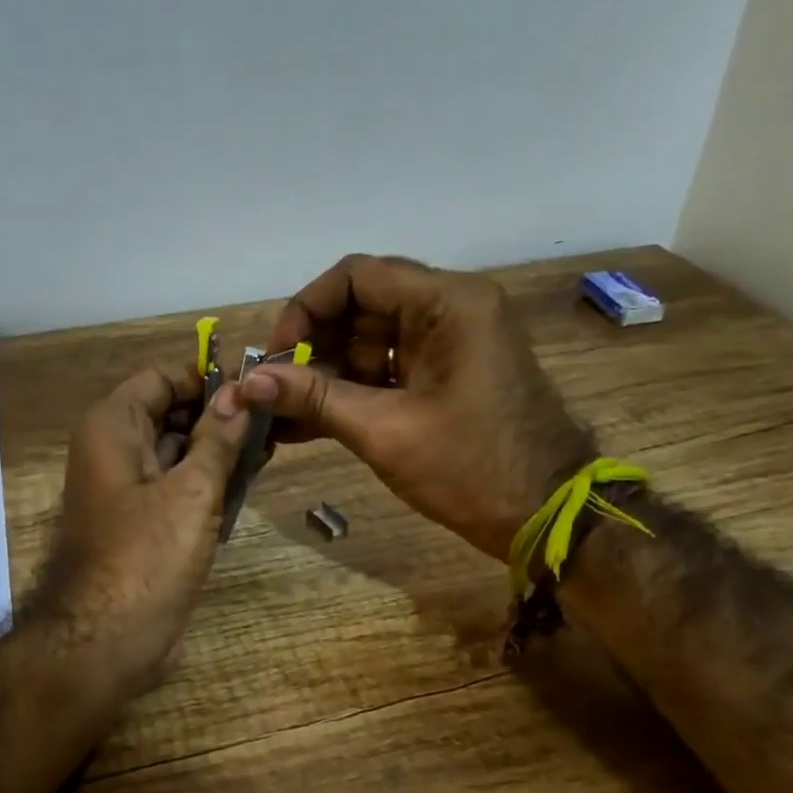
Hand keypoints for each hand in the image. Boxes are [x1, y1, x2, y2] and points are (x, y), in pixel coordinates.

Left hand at [35, 366, 250, 694]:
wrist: (105, 641)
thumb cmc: (146, 557)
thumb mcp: (191, 491)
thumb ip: (217, 438)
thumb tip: (239, 393)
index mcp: (113, 427)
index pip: (161, 378)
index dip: (207, 378)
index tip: (255, 387)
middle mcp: (113, 450)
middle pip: (169, 414)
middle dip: (218, 416)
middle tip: (273, 420)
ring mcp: (125, 489)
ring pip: (175, 452)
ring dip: (217, 450)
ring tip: (270, 449)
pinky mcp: (140, 523)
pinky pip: (175, 487)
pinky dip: (206, 482)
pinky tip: (246, 484)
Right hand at [240, 254, 594, 561]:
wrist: (545, 515)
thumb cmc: (470, 468)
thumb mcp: (384, 431)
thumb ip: (313, 398)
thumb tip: (247, 382)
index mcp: (447, 303)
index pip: (355, 276)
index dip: (304, 310)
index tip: (274, 358)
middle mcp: (450, 309)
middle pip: (360, 307)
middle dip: (312, 348)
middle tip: (274, 392)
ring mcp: (451, 344)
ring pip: (369, 342)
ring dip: (325, 376)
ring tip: (281, 416)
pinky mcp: (447, 376)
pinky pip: (387, 371)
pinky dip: (351, 393)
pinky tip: (307, 425)